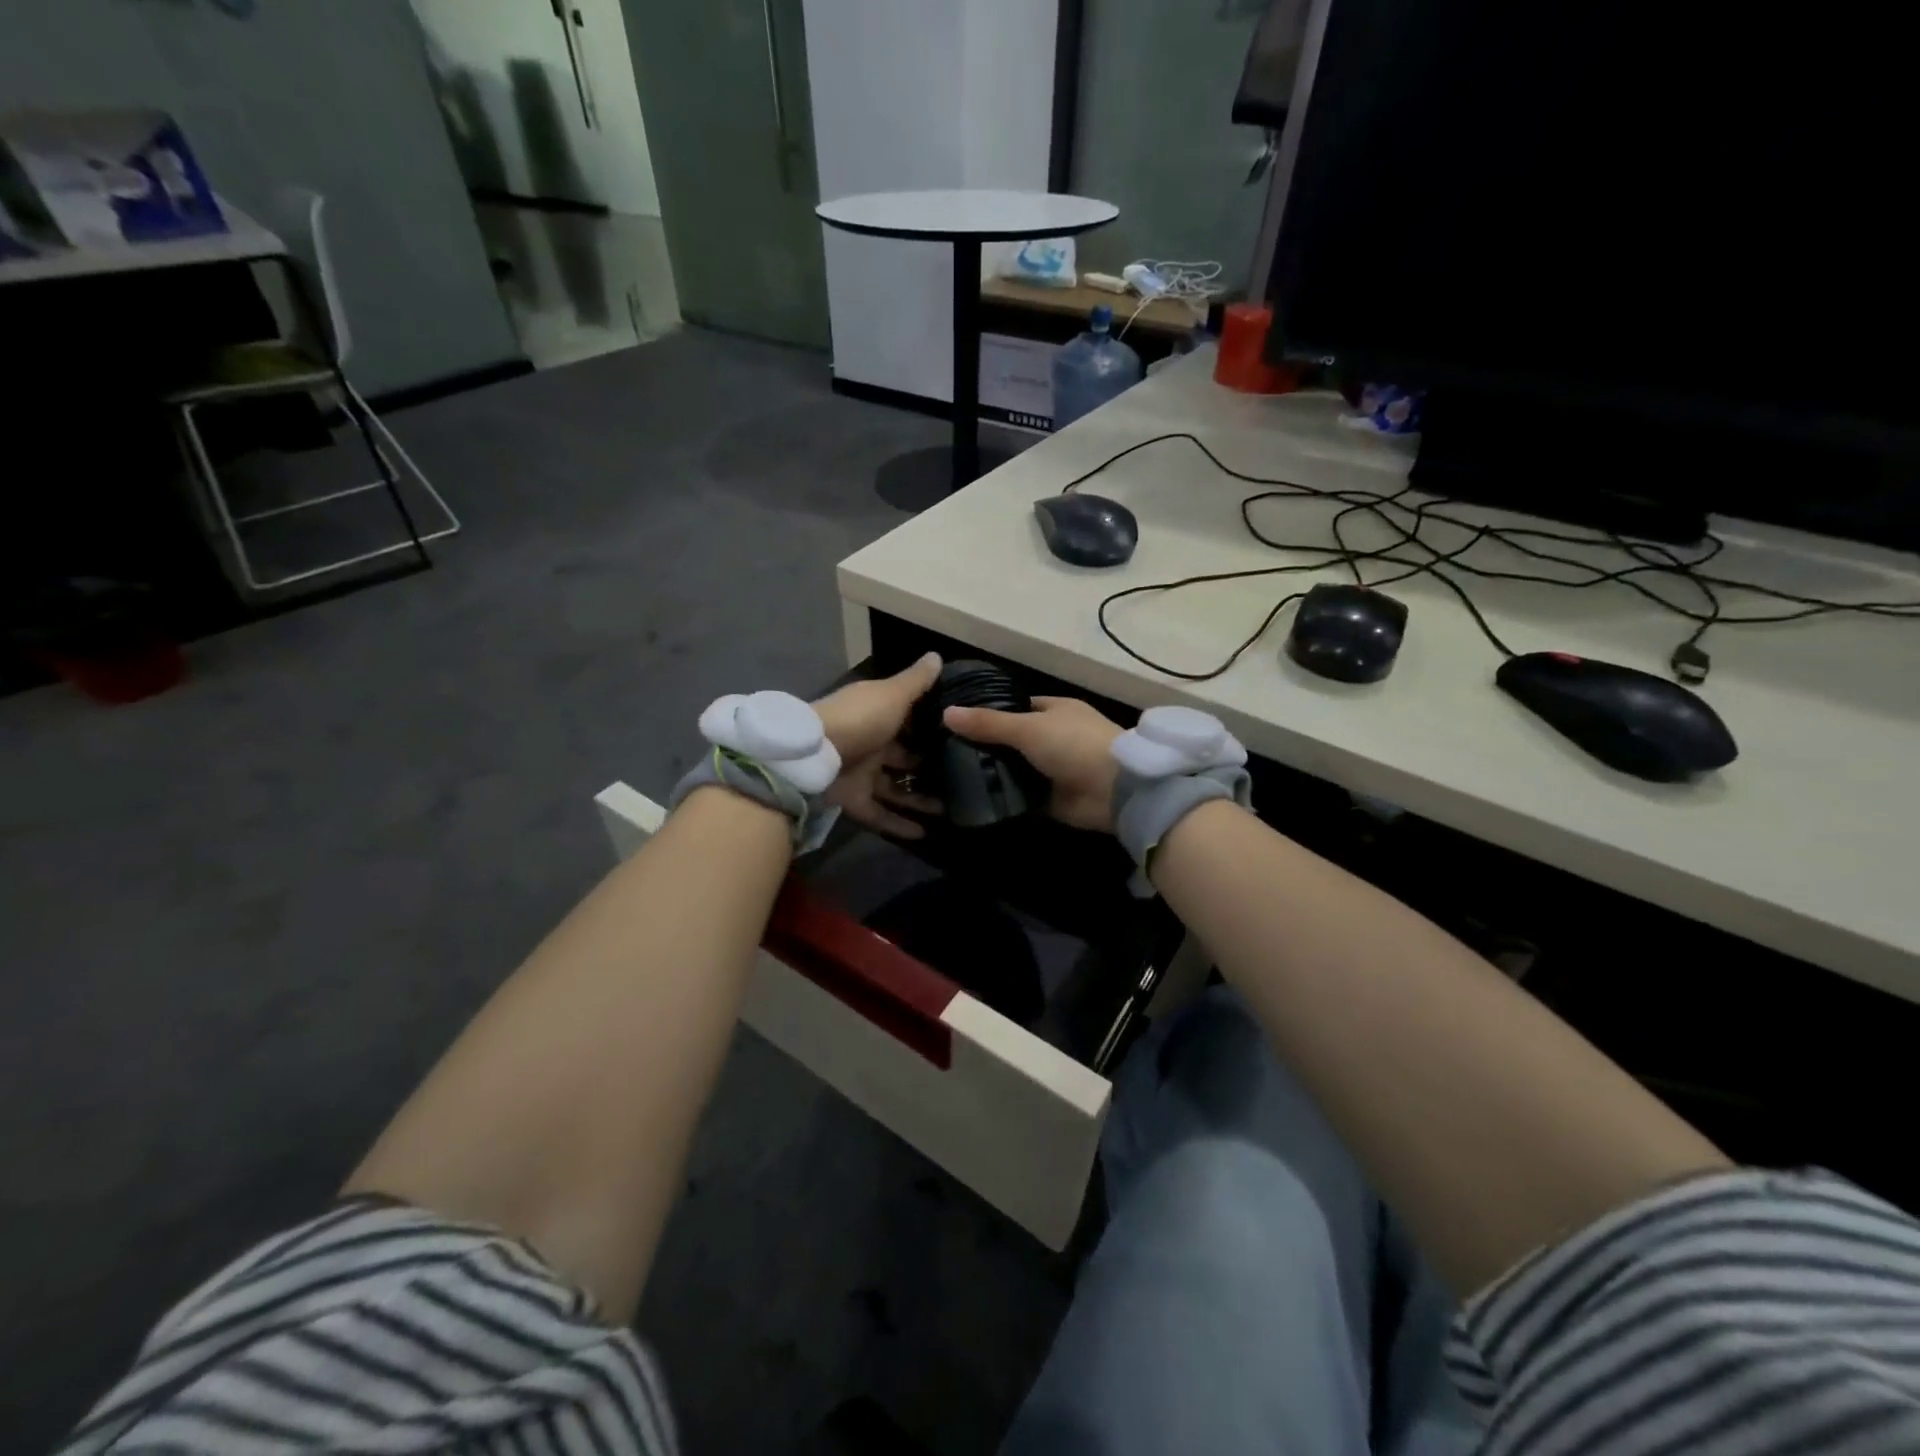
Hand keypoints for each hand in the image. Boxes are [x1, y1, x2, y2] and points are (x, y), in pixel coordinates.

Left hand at [814, 653, 944, 838]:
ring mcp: (860, 773)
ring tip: (951, 809)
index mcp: (876, 714)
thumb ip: (916, 681)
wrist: (812, 755)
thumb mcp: (892, 695)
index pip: (907, 719)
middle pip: (902, 757)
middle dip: (928, 767)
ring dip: (919, 799)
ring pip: (895, 789)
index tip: (957, 736)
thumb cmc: (859, 719)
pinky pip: (880, 814)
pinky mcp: (853, 800)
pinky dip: (899, 824)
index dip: (930, 727)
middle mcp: (869, 743)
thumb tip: (937, 656)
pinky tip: (925, 833)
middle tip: (960, 778)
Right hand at [942, 696, 1122, 832]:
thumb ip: (987, 724)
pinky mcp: (1051, 799)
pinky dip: (1002, 798)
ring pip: (1014, 769)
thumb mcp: (1027, 727)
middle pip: (1011, 740)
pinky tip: (971, 799)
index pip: (1014, 707)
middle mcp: (1053, 737)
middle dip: (984, 747)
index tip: (955, 722)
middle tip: (944, 753)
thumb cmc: (1074, 744)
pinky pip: (1020, 797)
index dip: (987, 712)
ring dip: (991, 774)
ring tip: (949, 777)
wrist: (1114, 790)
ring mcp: (1053, 770)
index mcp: (1054, 711)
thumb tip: (946, 712)